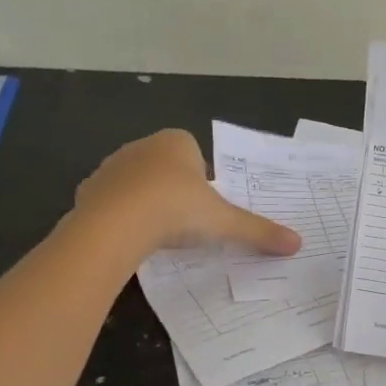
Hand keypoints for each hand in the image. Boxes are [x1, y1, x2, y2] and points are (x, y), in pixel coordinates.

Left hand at [75, 129, 302, 258]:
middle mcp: (142, 146)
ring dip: (146, 203)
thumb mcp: (224, 222)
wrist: (115, 225)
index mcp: (176, 141)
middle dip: (174, 190)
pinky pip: (111, 202)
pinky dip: (121, 217)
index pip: (193, 152)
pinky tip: (131, 239)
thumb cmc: (176, 209)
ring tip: (158, 234)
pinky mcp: (88, 191)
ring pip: (136, 184)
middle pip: (165, 167)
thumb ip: (258, 231)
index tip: (205, 206)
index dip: (202, 179)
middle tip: (186, 223)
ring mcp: (111, 167)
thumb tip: (297, 244)